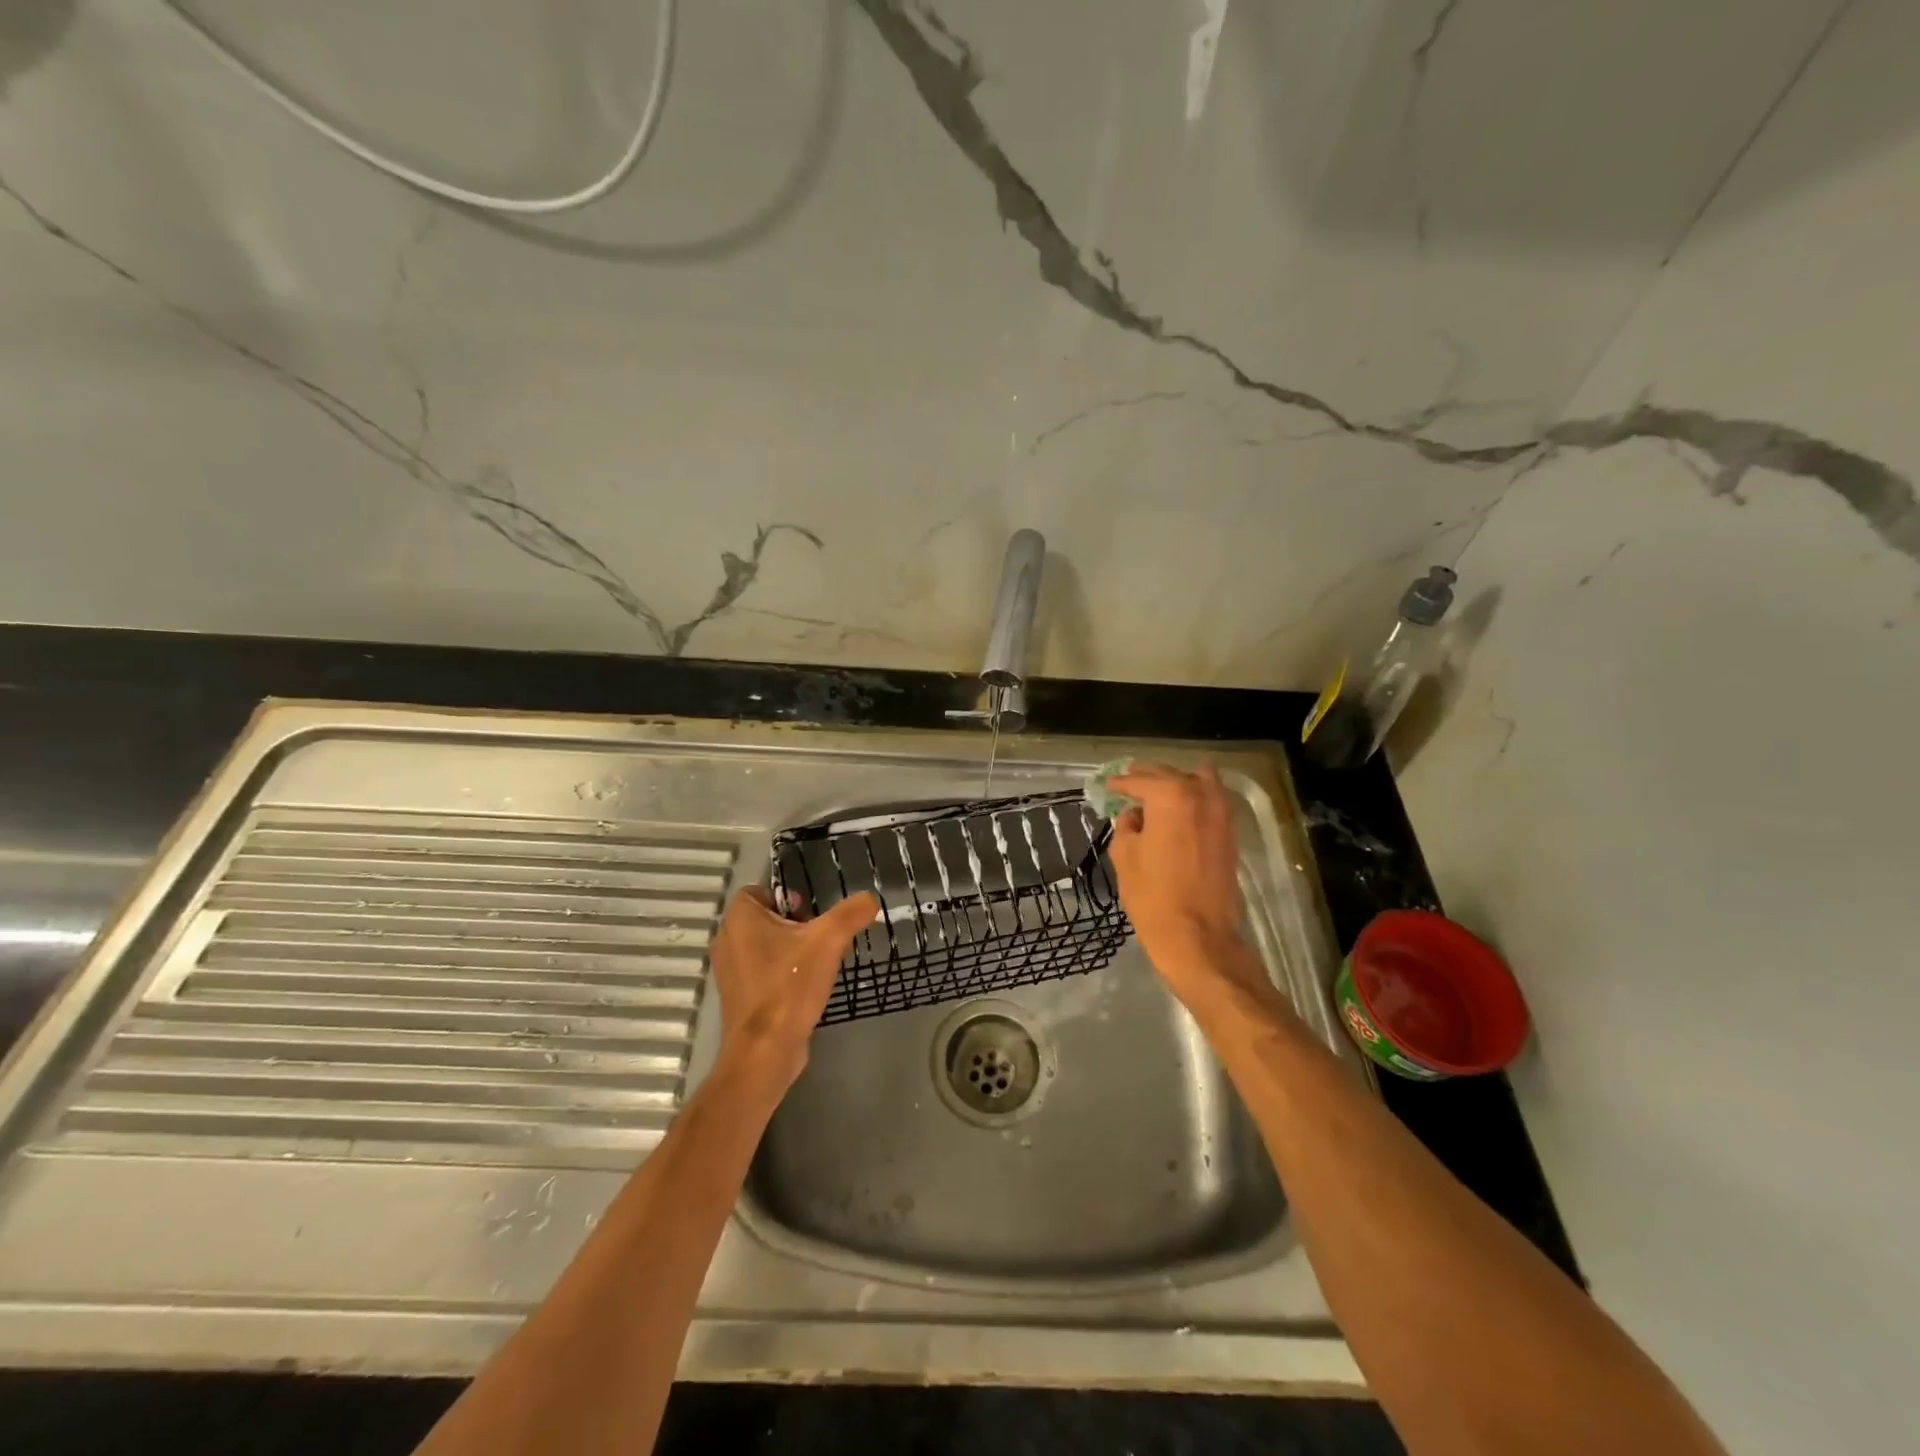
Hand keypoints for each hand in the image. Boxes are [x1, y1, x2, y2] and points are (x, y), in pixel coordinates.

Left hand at [708, 885, 878, 1095]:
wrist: (765, 1051)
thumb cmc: (790, 986)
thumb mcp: (828, 941)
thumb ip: (851, 914)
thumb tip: (870, 899)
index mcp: (739, 918)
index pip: (761, 891)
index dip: (788, 897)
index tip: (810, 915)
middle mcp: (727, 940)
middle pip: (765, 918)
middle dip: (793, 925)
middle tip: (817, 939)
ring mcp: (729, 971)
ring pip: (764, 946)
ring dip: (788, 950)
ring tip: (814, 964)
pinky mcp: (737, 997)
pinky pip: (760, 971)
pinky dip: (780, 973)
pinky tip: (803, 988)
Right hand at [1108, 764, 1268, 1007]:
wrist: (1198, 937)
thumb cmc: (1153, 895)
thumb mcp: (1124, 856)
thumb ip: (1126, 825)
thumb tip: (1135, 816)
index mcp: (1170, 796)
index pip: (1140, 780)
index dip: (1120, 783)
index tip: (1108, 786)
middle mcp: (1201, 795)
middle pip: (1171, 774)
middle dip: (1147, 778)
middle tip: (1128, 784)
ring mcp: (1222, 813)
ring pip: (1198, 781)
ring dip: (1177, 783)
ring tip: (1155, 795)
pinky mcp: (1231, 833)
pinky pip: (1212, 801)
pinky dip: (1194, 798)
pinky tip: (1177, 811)